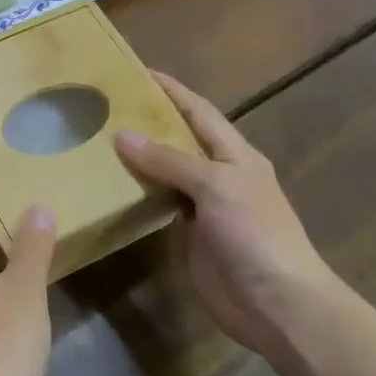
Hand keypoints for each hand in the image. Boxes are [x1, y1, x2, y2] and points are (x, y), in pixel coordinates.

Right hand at [115, 72, 345, 360]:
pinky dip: (137, 192)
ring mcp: (205, 206)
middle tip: (105, 106)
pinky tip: (110, 185)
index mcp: (235, 154)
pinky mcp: (189, 234)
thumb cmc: (255, 234)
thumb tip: (122, 135)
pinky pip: (159, 203)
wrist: (278, 304)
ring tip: (97, 140)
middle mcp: (220, 174)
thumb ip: (169, 160)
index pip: (198, 110)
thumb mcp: (216, 186)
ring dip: (138, 157)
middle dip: (148, 121)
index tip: (135, 71)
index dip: (170, 90)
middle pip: (179, 138)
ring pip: (166, 172)